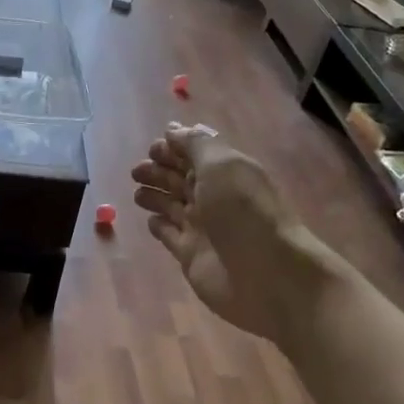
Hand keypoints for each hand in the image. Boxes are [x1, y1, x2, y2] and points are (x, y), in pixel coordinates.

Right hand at [130, 123, 329, 341]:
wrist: (267, 274)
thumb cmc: (243, 211)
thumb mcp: (221, 165)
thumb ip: (195, 145)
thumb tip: (173, 130)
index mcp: (225, 172)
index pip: (195, 154)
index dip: (174, 148)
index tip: (152, 148)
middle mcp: (214, 197)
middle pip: (181, 179)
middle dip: (159, 171)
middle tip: (136, 170)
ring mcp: (202, 227)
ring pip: (172, 205)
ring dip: (155, 196)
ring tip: (137, 193)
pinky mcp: (190, 254)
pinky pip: (169, 235)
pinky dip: (158, 225)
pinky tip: (150, 220)